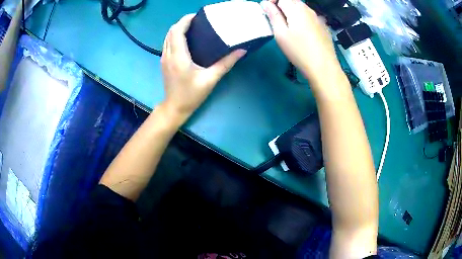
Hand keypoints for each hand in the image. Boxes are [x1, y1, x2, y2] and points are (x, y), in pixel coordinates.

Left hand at [160, 14, 245, 124]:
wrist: (175, 108)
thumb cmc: (191, 95)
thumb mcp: (210, 79)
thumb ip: (226, 63)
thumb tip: (241, 50)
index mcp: (178, 57)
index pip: (177, 31)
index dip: (185, 20)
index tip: (197, 16)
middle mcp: (168, 54)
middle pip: (171, 31)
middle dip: (182, 22)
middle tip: (197, 20)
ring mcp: (164, 58)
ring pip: (167, 37)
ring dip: (178, 29)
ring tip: (192, 27)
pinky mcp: (164, 62)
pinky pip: (167, 43)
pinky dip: (175, 36)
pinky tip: (185, 39)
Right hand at [261, 0, 342, 85]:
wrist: (324, 67)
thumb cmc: (299, 51)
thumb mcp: (281, 34)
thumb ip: (273, 15)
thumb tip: (265, 3)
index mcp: (296, 8)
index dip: (272, 2)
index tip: (268, 12)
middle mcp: (308, 9)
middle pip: (292, 0)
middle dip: (281, 5)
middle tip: (276, 19)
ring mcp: (317, 17)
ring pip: (301, 7)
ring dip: (291, 11)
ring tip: (288, 26)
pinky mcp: (323, 25)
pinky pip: (309, 15)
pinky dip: (301, 17)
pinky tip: (302, 31)